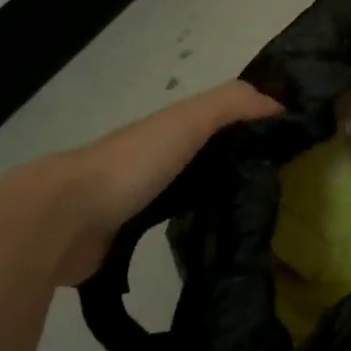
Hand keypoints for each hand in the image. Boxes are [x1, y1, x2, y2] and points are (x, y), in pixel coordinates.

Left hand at [4, 80, 280, 284]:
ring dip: (208, 201)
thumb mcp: (188, 122)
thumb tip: (279, 103)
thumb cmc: (132, 163)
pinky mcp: (123, 239)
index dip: (248, 126)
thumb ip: (230, 104)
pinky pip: (164, 231)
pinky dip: (185, 232)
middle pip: (200, 158)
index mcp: (166, 131)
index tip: (287, 143)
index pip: (217, 123)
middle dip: (232, 166)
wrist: (63, 218)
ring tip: (251, 222)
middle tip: (278, 189)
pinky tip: (209, 247)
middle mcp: (152, 161)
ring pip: (182, 194)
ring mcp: (133, 201)